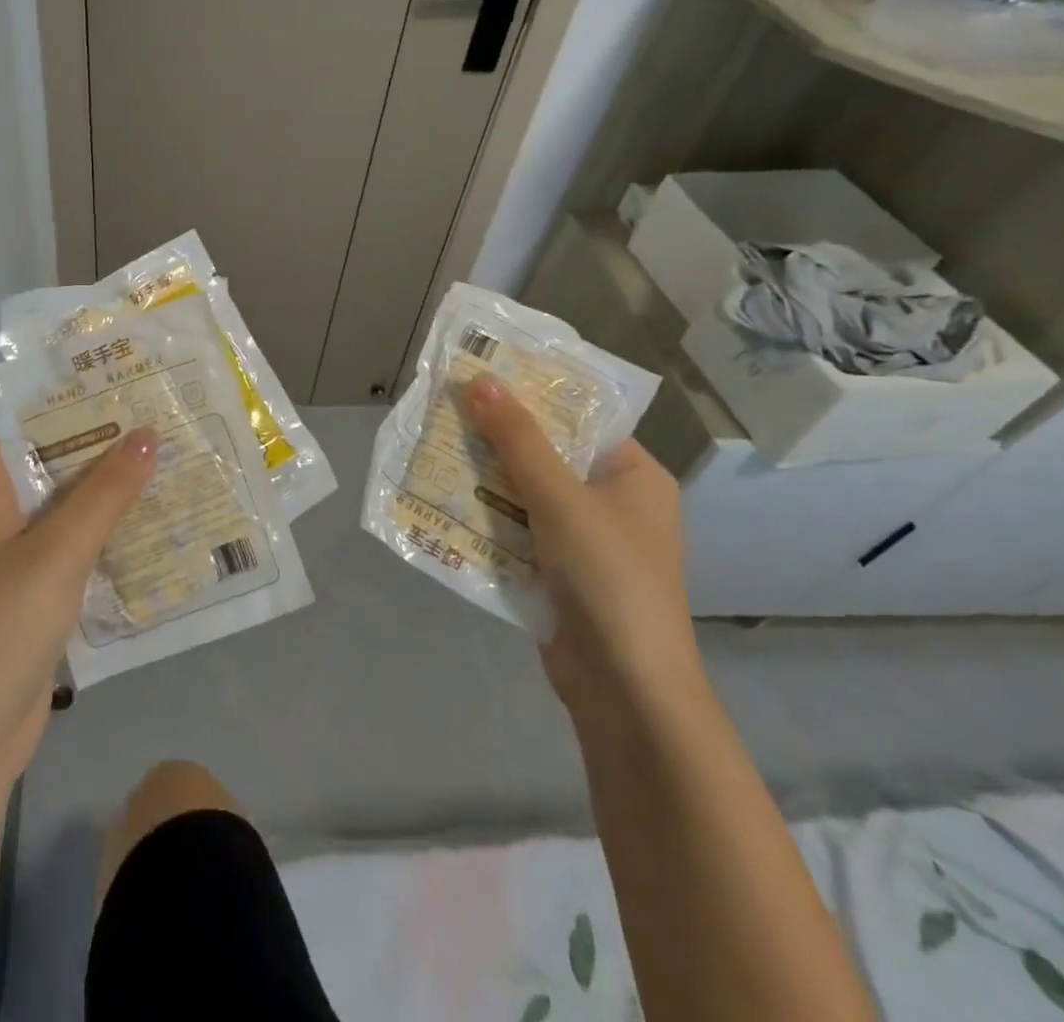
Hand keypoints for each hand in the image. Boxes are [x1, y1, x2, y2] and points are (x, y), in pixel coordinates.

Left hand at [0, 430, 158, 798]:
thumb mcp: (57, 552)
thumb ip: (105, 492)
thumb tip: (148, 433)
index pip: (31, 427)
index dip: (80, 404)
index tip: (134, 386)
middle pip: (57, 468)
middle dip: (110, 450)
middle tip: (172, 423)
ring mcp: (16, 561)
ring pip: (73, 513)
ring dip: (117, 497)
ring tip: (179, 466)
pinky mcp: (36, 598)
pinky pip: (79, 554)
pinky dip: (112, 541)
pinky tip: (161, 530)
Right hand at [464, 375, 700, 719]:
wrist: (624, 690)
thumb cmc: (609, 578)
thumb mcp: (560, 499)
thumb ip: (518, 440)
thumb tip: (479, 380)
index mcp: (633, 476)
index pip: (579, 418)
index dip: (531, 394)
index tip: (481, 374)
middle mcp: (611, 502)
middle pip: (545, 455)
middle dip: (495, 437)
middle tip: (442, 408)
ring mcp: (582, 541)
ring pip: (523, 493)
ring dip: (482, 477)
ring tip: (430, 445)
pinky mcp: (555, 572)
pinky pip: (513, 530)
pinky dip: (483, 517)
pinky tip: (440, 499)